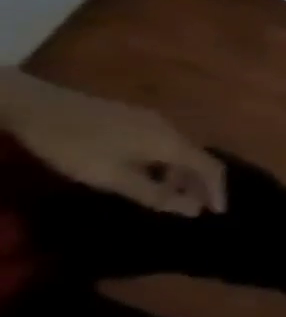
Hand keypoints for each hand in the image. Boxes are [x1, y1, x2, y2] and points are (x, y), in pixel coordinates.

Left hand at [0, 72, 224, 215]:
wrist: (36, 104)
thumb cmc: (76, 145)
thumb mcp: (111, 177)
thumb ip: (153, 194)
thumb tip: (193, 210)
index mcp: (173, 145)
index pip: (212, 169)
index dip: (217, 191)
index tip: (216, 212)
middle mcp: (173, 130)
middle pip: (198, 159)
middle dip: (198, 184)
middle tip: (189, 204)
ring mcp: (154, 121)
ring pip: (180, 151)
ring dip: (178, 173)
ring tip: (163, 191)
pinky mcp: (136, 117)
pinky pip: (164, 143)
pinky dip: (165, 161)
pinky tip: (144, 169)